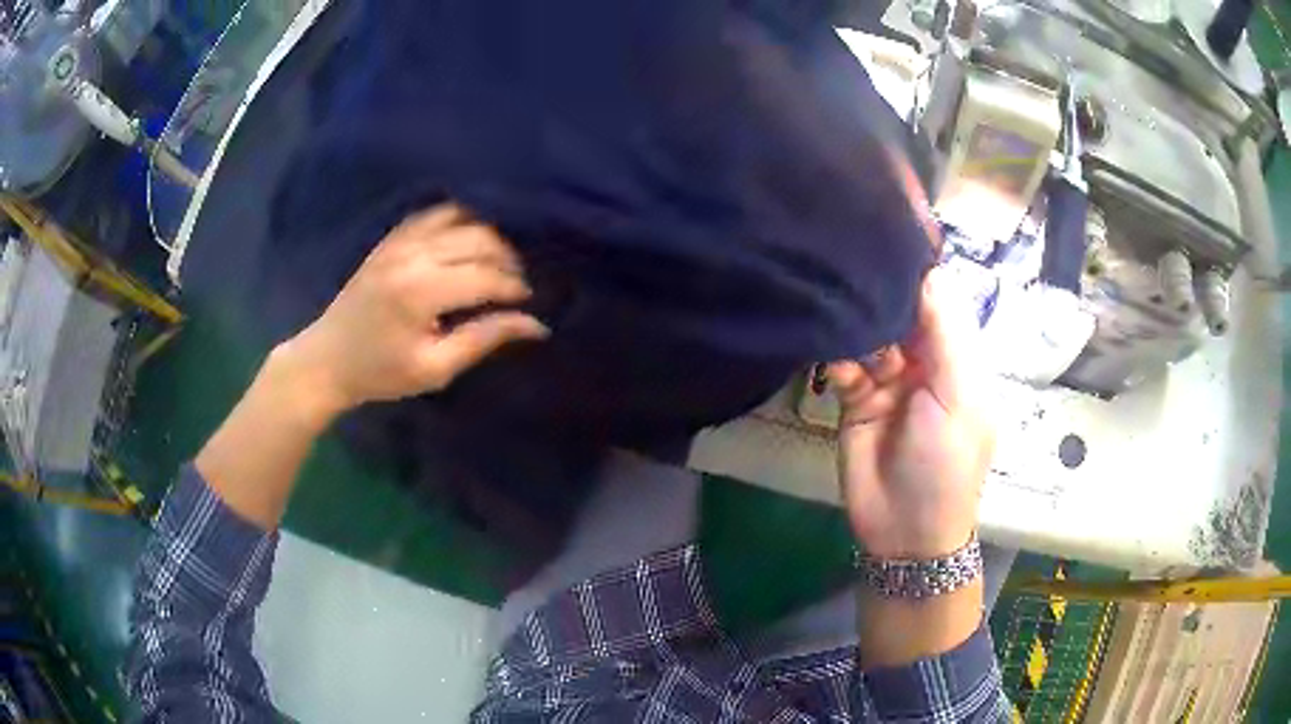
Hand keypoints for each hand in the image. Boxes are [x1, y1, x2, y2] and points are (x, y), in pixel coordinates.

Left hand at [275, 203, 548, 425]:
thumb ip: (483, 339)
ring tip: (498, 261)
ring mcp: (399, 241)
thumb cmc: (380, 373)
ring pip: (460, 219)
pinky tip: (469, 237)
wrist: (327, 359)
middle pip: (478, 239)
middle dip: (506, 259)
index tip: (528, 301)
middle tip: (516, 283)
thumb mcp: (434, 368)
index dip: (513, 287)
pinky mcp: (391, 239)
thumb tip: (535, 325)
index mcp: (420, 292)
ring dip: (487, 236)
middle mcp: (411, 255)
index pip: (485, 276)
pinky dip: (459, 220)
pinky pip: (434, 214)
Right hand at [829, 274, 992, 558]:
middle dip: (880, 290)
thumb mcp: (957, 396)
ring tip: (835, 300)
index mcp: (958, 357)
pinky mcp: (856, 397)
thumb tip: (930, 270)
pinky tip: (832, 353)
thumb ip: (944, 334)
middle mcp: (924, 361)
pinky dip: (838, 356)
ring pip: (870, 333)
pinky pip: (845, 364)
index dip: (919, 270)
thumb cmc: (946, 463)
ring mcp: (888, 379)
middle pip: (900, 311)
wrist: (904, 531)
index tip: (889, 231)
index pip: (939, 301)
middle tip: (849, 256)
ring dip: (856, 322)